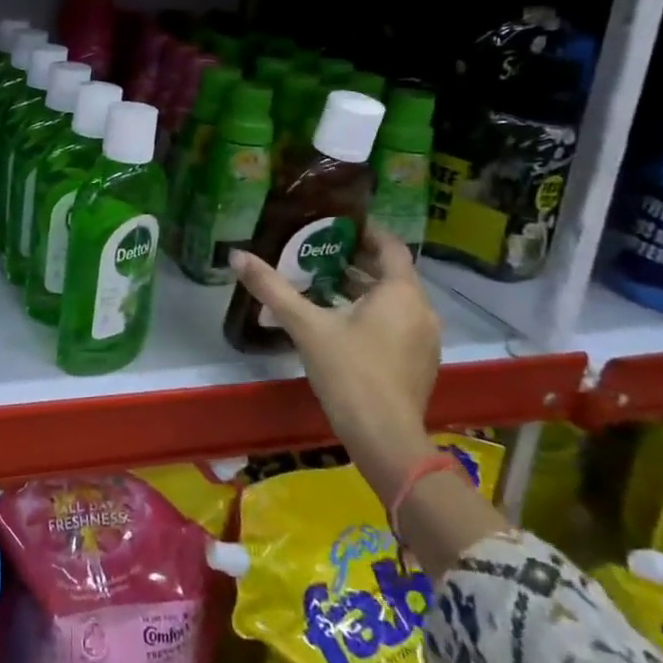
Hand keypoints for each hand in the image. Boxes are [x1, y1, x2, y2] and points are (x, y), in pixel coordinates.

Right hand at [229, 224, 441, 503]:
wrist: (385, 439)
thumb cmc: (349, 373)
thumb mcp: (306, 326)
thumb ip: (272, 288)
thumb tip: (237, 255)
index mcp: (401, 293)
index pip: (391, 247)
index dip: (368, 231)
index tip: (339, 223)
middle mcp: (422, 311)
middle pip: (392, 274)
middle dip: (359, 261)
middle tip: (321, 251)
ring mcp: (425, 340)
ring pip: (396, 301)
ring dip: (365, 289)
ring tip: (325, 284)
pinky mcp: (420, 364)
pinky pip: (399, 324)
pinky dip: (375, 314)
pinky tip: (343, 324)